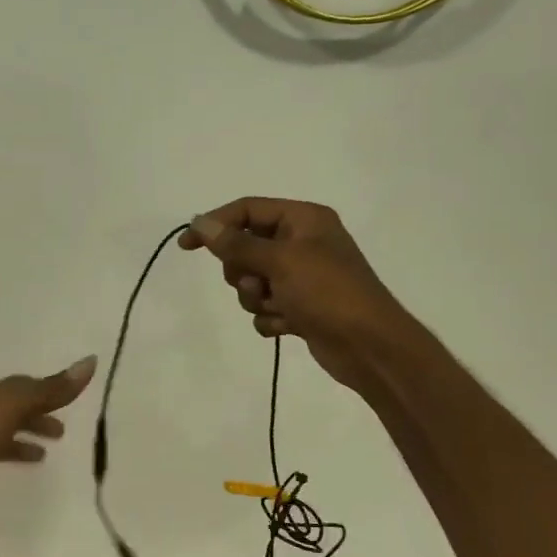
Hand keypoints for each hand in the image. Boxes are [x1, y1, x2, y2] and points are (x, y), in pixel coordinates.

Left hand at [0, 357, 98, 528]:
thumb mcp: (12, 410)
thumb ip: (49, 390)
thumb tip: (89, 361)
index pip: (23, 386)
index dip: (47, 392)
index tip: (69, 403)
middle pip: (10, 410)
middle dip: (35, 417)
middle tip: (61, 434)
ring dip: (17, 442)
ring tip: (39, 459)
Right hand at [180, 198, 411, 392]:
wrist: (370, 347)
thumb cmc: (328, 292)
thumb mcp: (280, 261)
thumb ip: (236, 243)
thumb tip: (200, 223)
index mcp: (304, 219)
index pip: (248, 210)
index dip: (215, 224)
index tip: (186, 245)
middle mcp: (302, 242)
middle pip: (245, 247)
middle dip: (243, 271)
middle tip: (258, 283)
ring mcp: (302, 277)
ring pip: (252, 281)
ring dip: (256, 297)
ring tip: (277, 307)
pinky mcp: (300, 307)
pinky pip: (265, 307)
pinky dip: (270, 317)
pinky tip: (288, 326)